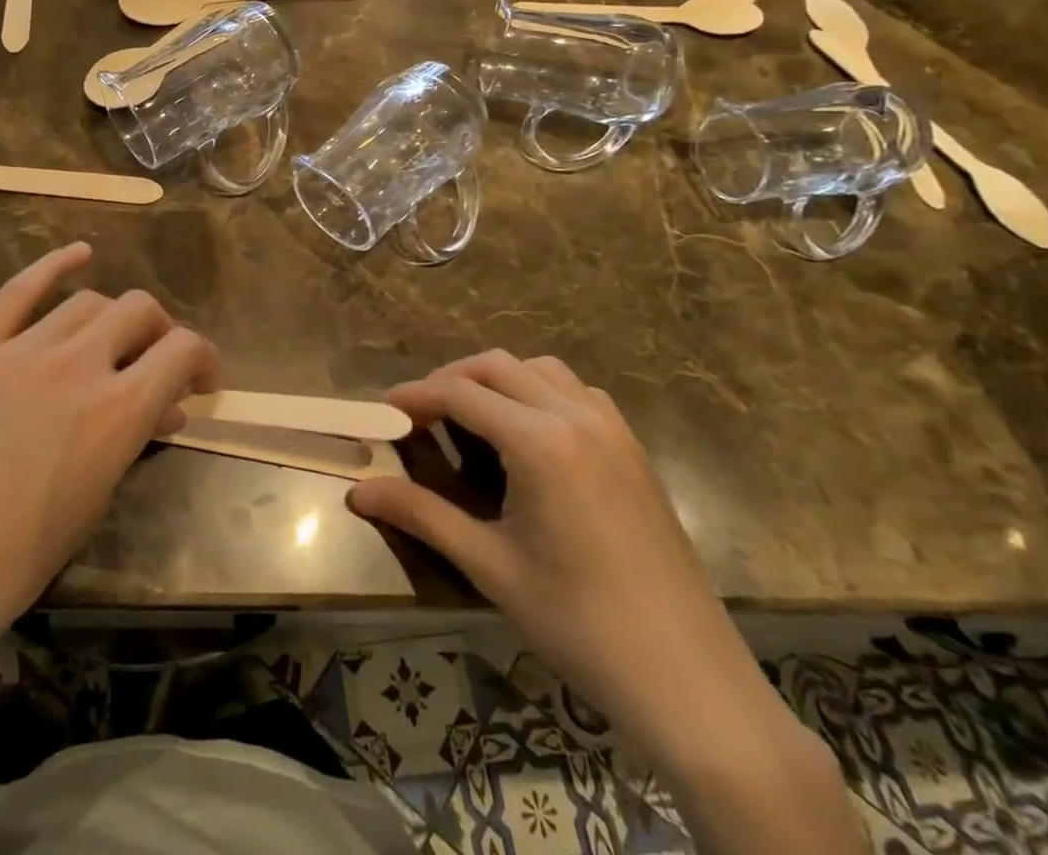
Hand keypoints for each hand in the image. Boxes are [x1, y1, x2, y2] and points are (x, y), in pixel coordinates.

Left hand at [0, 243, 218, 729]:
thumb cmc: (3, 568)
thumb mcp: (87, 509)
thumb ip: (130, 445)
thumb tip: (163, 411)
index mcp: (115, 413)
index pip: (181, 351)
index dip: (203, 359)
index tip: (203, 382)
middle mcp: (76, 364)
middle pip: (139, 311)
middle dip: (161, 333)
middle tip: (157, 366)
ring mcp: (20, 349)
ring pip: (87, 301)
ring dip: (114, 318)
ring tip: (112, 344)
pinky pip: (20, 290)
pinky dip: (55, 266)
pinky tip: (78, 255)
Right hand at [347, 352, 799, 778]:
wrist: (691, 682)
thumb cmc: (579, 624)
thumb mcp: (489, 567)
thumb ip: (420, 515)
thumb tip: (357, 492)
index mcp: (539, 442)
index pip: (459, 393)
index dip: (414, 396)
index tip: (382, 411)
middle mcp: (576, 417)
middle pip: (496, 365)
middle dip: (450, 380)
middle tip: (420, 416)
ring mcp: (613, 429)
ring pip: (540, 369)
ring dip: (497, 380)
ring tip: (471, 419)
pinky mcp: (633, 449)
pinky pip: (578, 393)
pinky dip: (540, 393)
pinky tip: (530, 437)